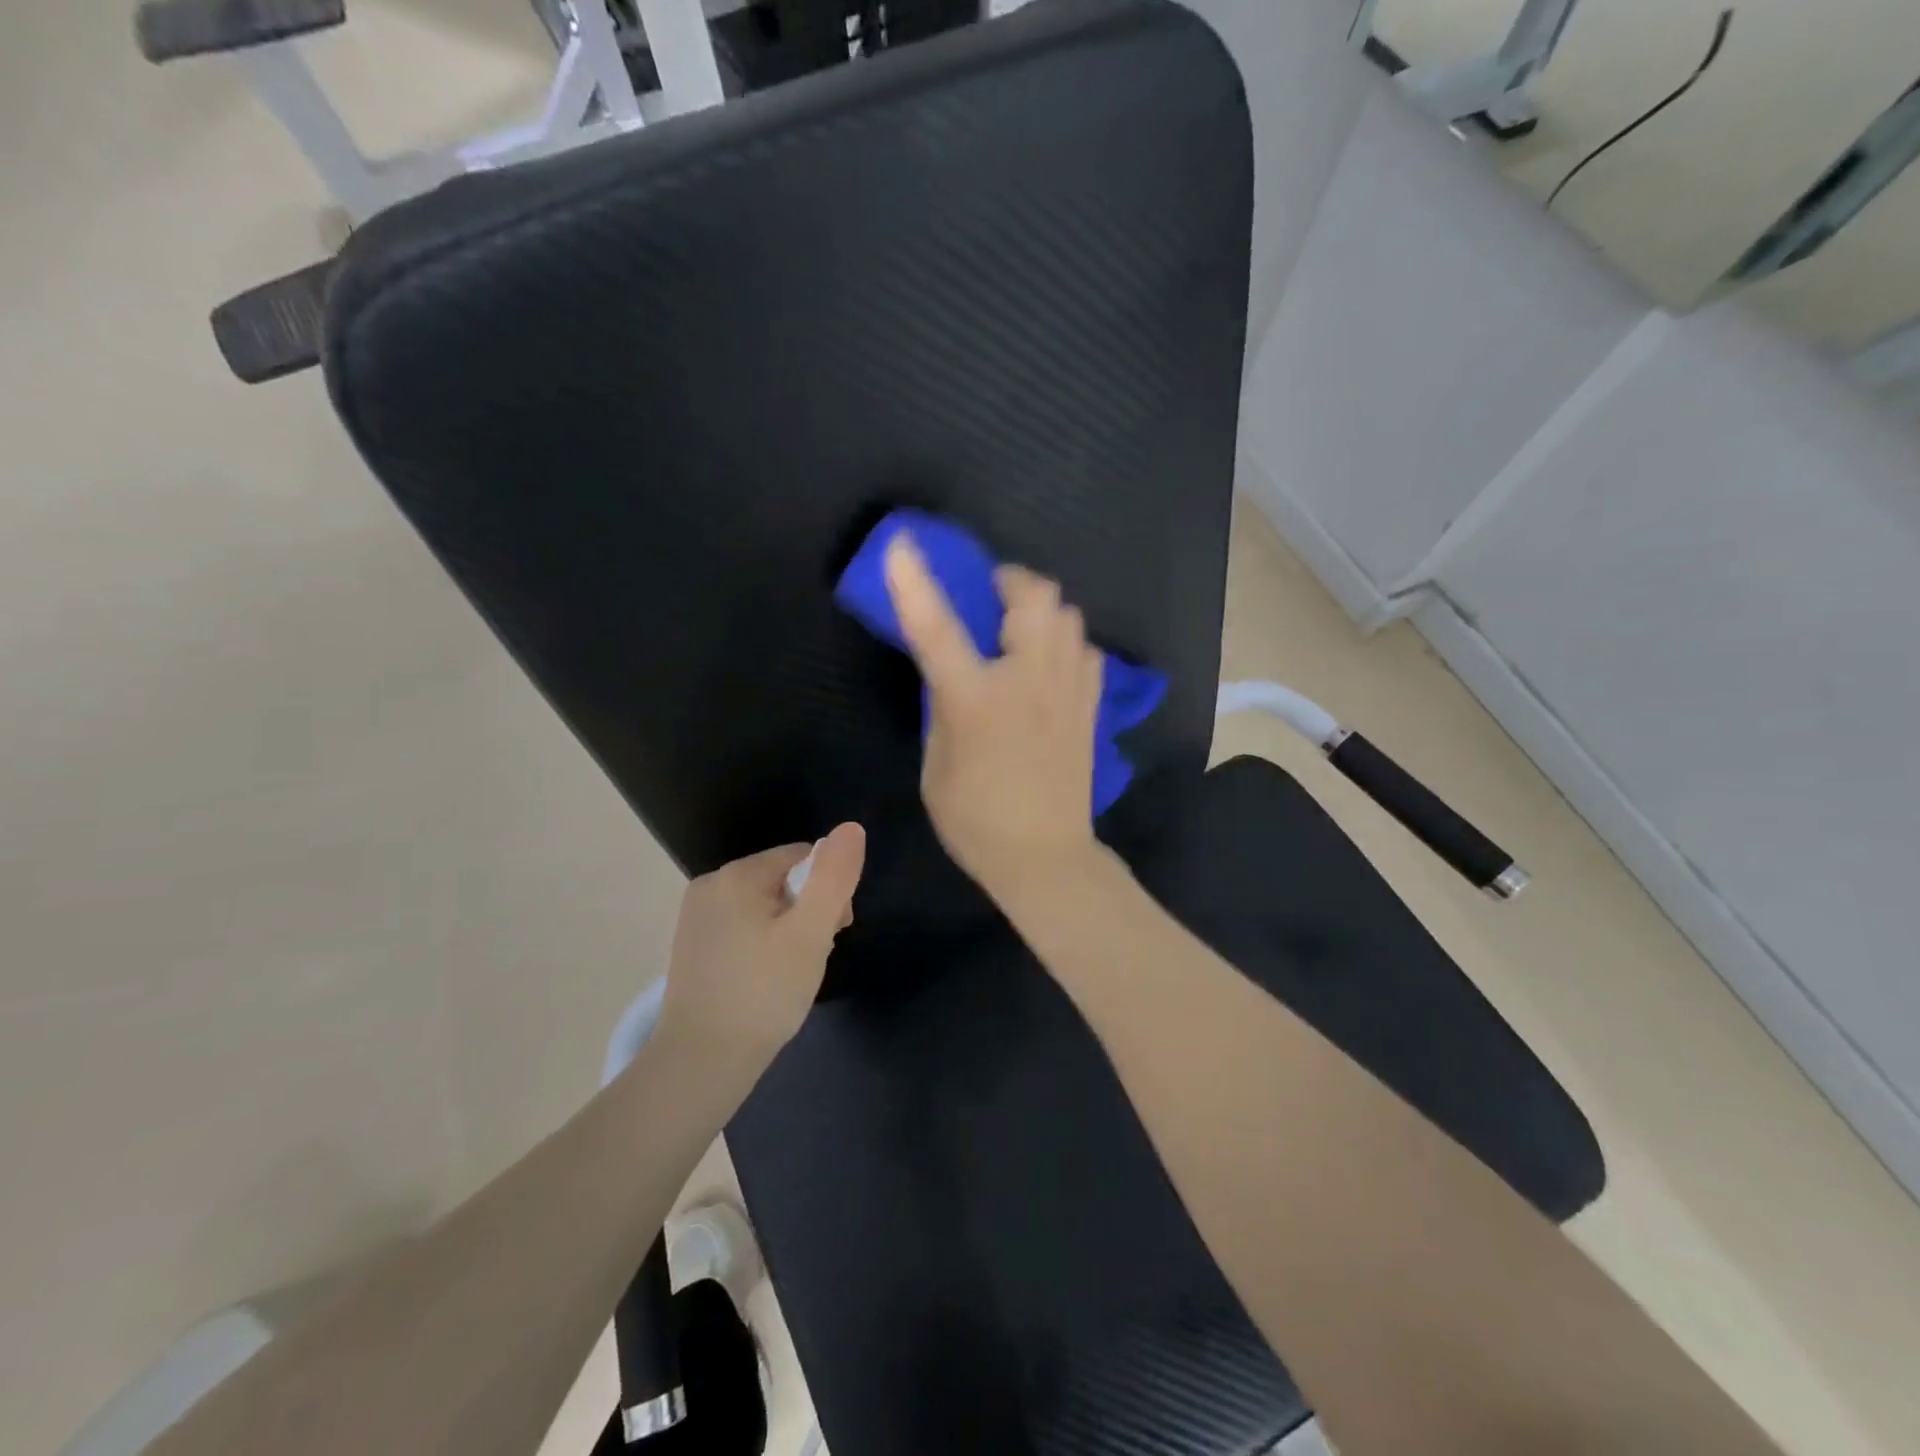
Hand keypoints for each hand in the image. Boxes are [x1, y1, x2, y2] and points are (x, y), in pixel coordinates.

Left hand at [658, 823, 865, 1069]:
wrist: (701, 1063)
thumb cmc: (763, 994)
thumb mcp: (811, 933)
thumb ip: (834, 877)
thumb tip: (851, 828)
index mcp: (737, 875)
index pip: (804, 857)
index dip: (829, 891)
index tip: (834, 933)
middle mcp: (710, 885)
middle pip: (783, 881)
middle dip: (808, 912)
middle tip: (812, 958)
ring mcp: (696, 917)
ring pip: (765, 906)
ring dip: (789, 931)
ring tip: (791, 974)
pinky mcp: (693, 945)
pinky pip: (743, 928)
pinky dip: (763, 946)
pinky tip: (766, 980)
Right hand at [883, 532, 1101, 901]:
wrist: (1046, 857)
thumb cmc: (977, 821)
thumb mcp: (937, 766)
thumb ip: (941, 708)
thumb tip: (948, 671)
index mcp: (977, 701)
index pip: (939, 629)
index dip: (916, 583)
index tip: (902, 543)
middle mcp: (1029, 683)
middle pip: (1036, 596)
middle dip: (1009, 581)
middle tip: (989, 598)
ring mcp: (1069, 691)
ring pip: (1068, 615)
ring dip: (1039, 610)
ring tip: (1018, 632)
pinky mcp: (1091, 706)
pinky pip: (1085, 650)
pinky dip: (1065, 644)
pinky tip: (1047, 667)